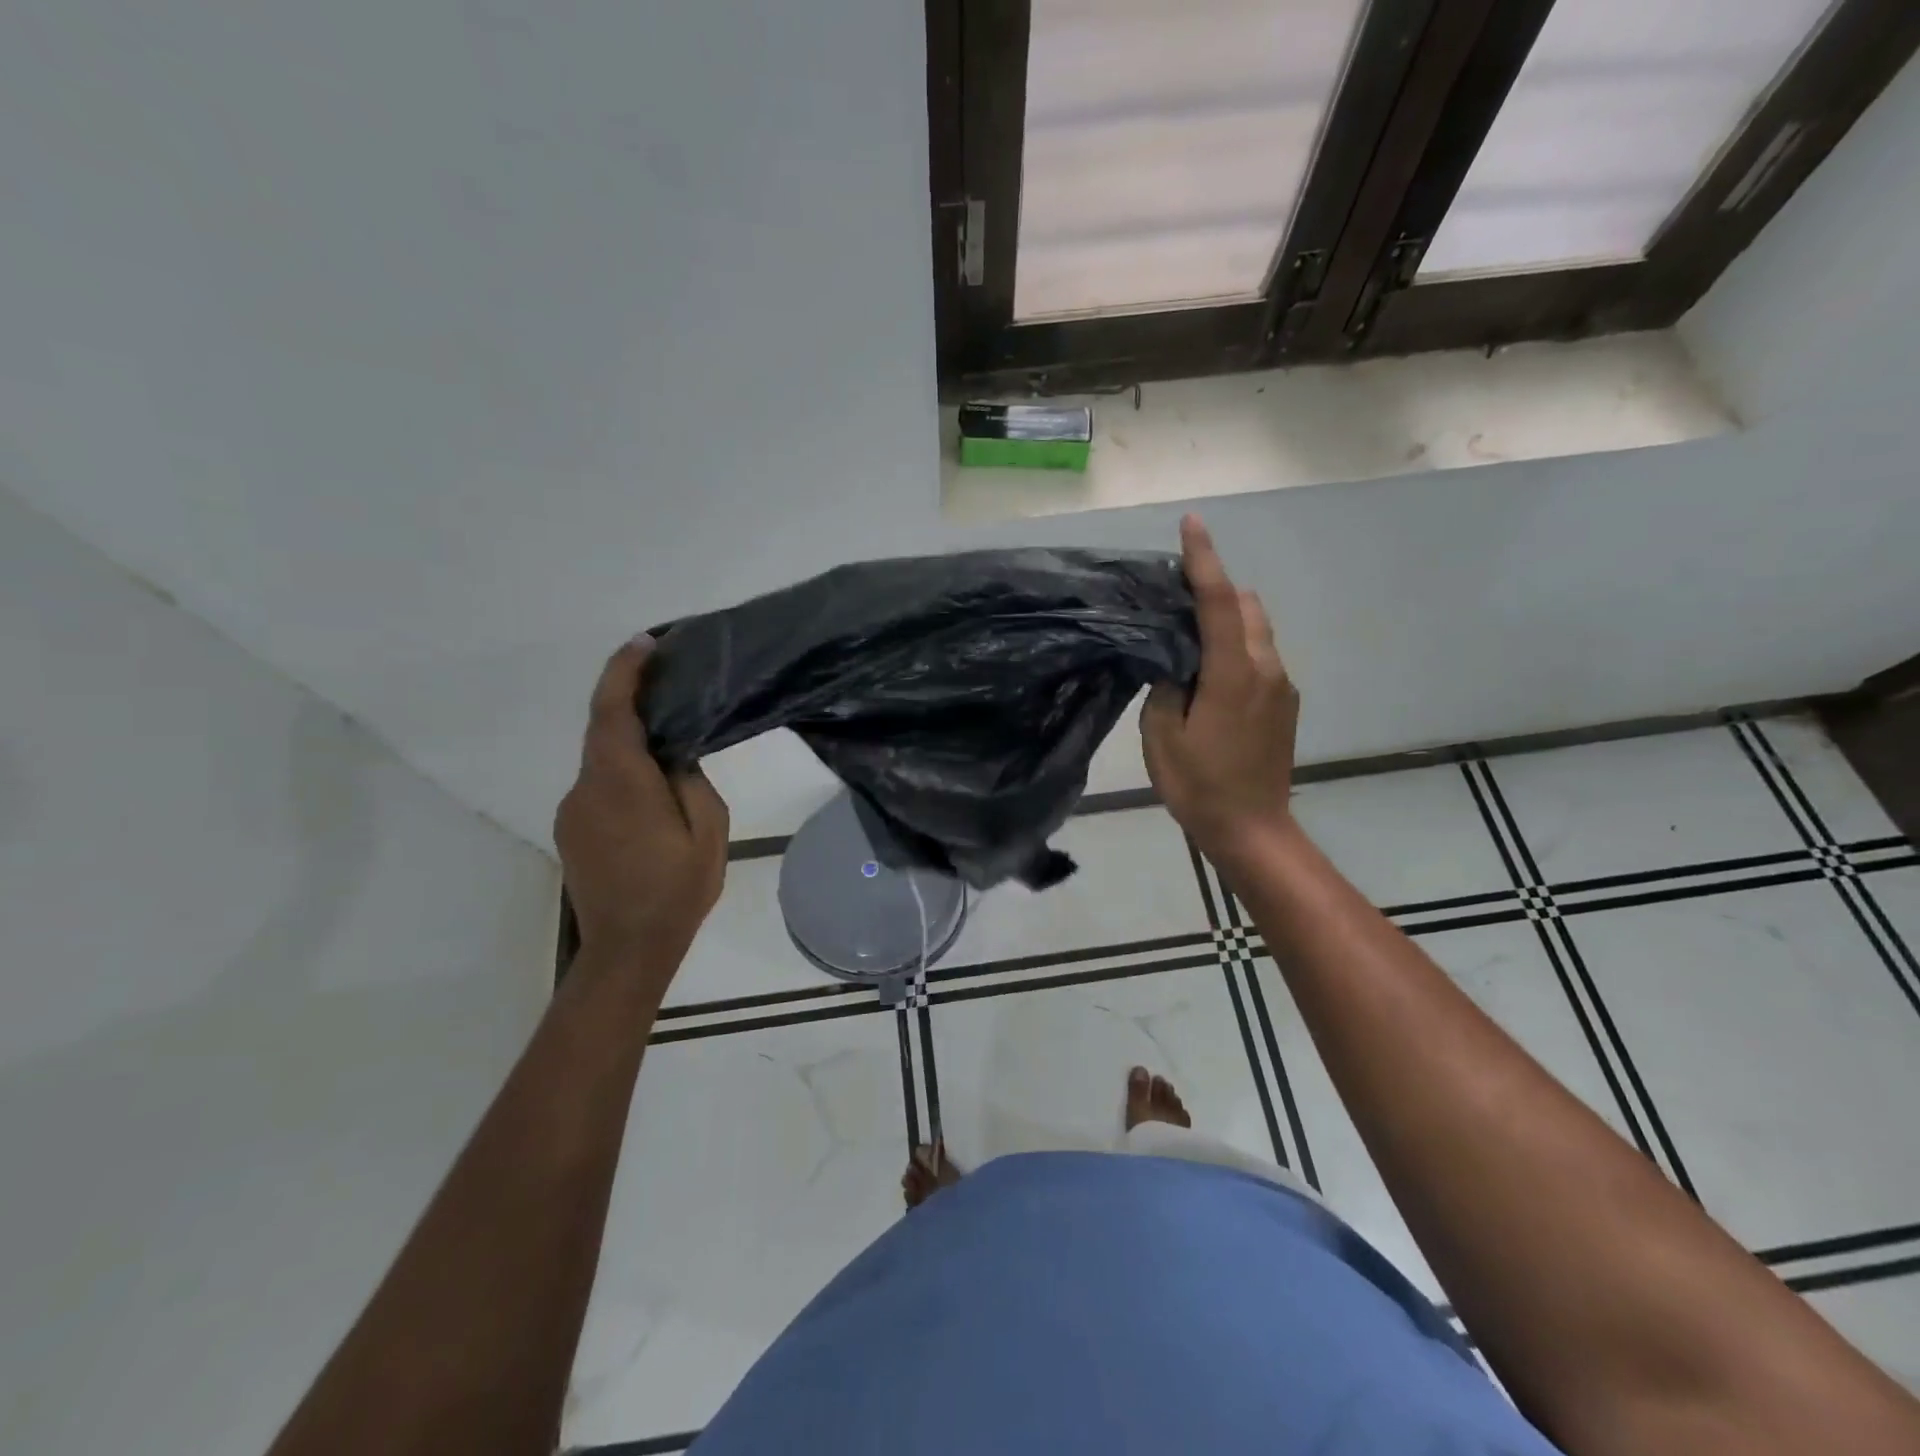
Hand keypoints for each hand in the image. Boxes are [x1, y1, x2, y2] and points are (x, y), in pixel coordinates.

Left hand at [555, 637, 728, 981]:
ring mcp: (573, 812)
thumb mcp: (708, 831)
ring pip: (602, 762)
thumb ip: (689, 782)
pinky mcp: (572, 832)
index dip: (625, 671)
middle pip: (604, 731)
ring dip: (630, 745)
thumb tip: (672, 757)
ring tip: (671, 749)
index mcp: (621, 782)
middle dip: (631, 701)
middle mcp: (586, 788)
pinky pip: (599, 787)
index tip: (646, 642)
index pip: (613, 711)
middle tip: (671, 687)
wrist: (627, 951)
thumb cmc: (676, 890)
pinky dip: (622, 775)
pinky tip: (652, 796)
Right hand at [1142, 515, 1298, 863]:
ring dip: (1226, 618)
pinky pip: (1260, 655)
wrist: (1251, 829)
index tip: (1192, 524)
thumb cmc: (1199, 784)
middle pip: (1246, 606)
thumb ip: (1168, 684)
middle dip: (1215, 588)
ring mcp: (1281, 685)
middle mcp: (1267, 668)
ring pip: (1256, 629)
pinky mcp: (1284, 703)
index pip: (1219, 602)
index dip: (1204, 560)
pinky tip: (1208, 671)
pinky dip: (1236, 644)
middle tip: (1175, 594)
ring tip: (1188, 634)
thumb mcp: (1162, 734)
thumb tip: (1175, 659)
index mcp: (1234, 673)